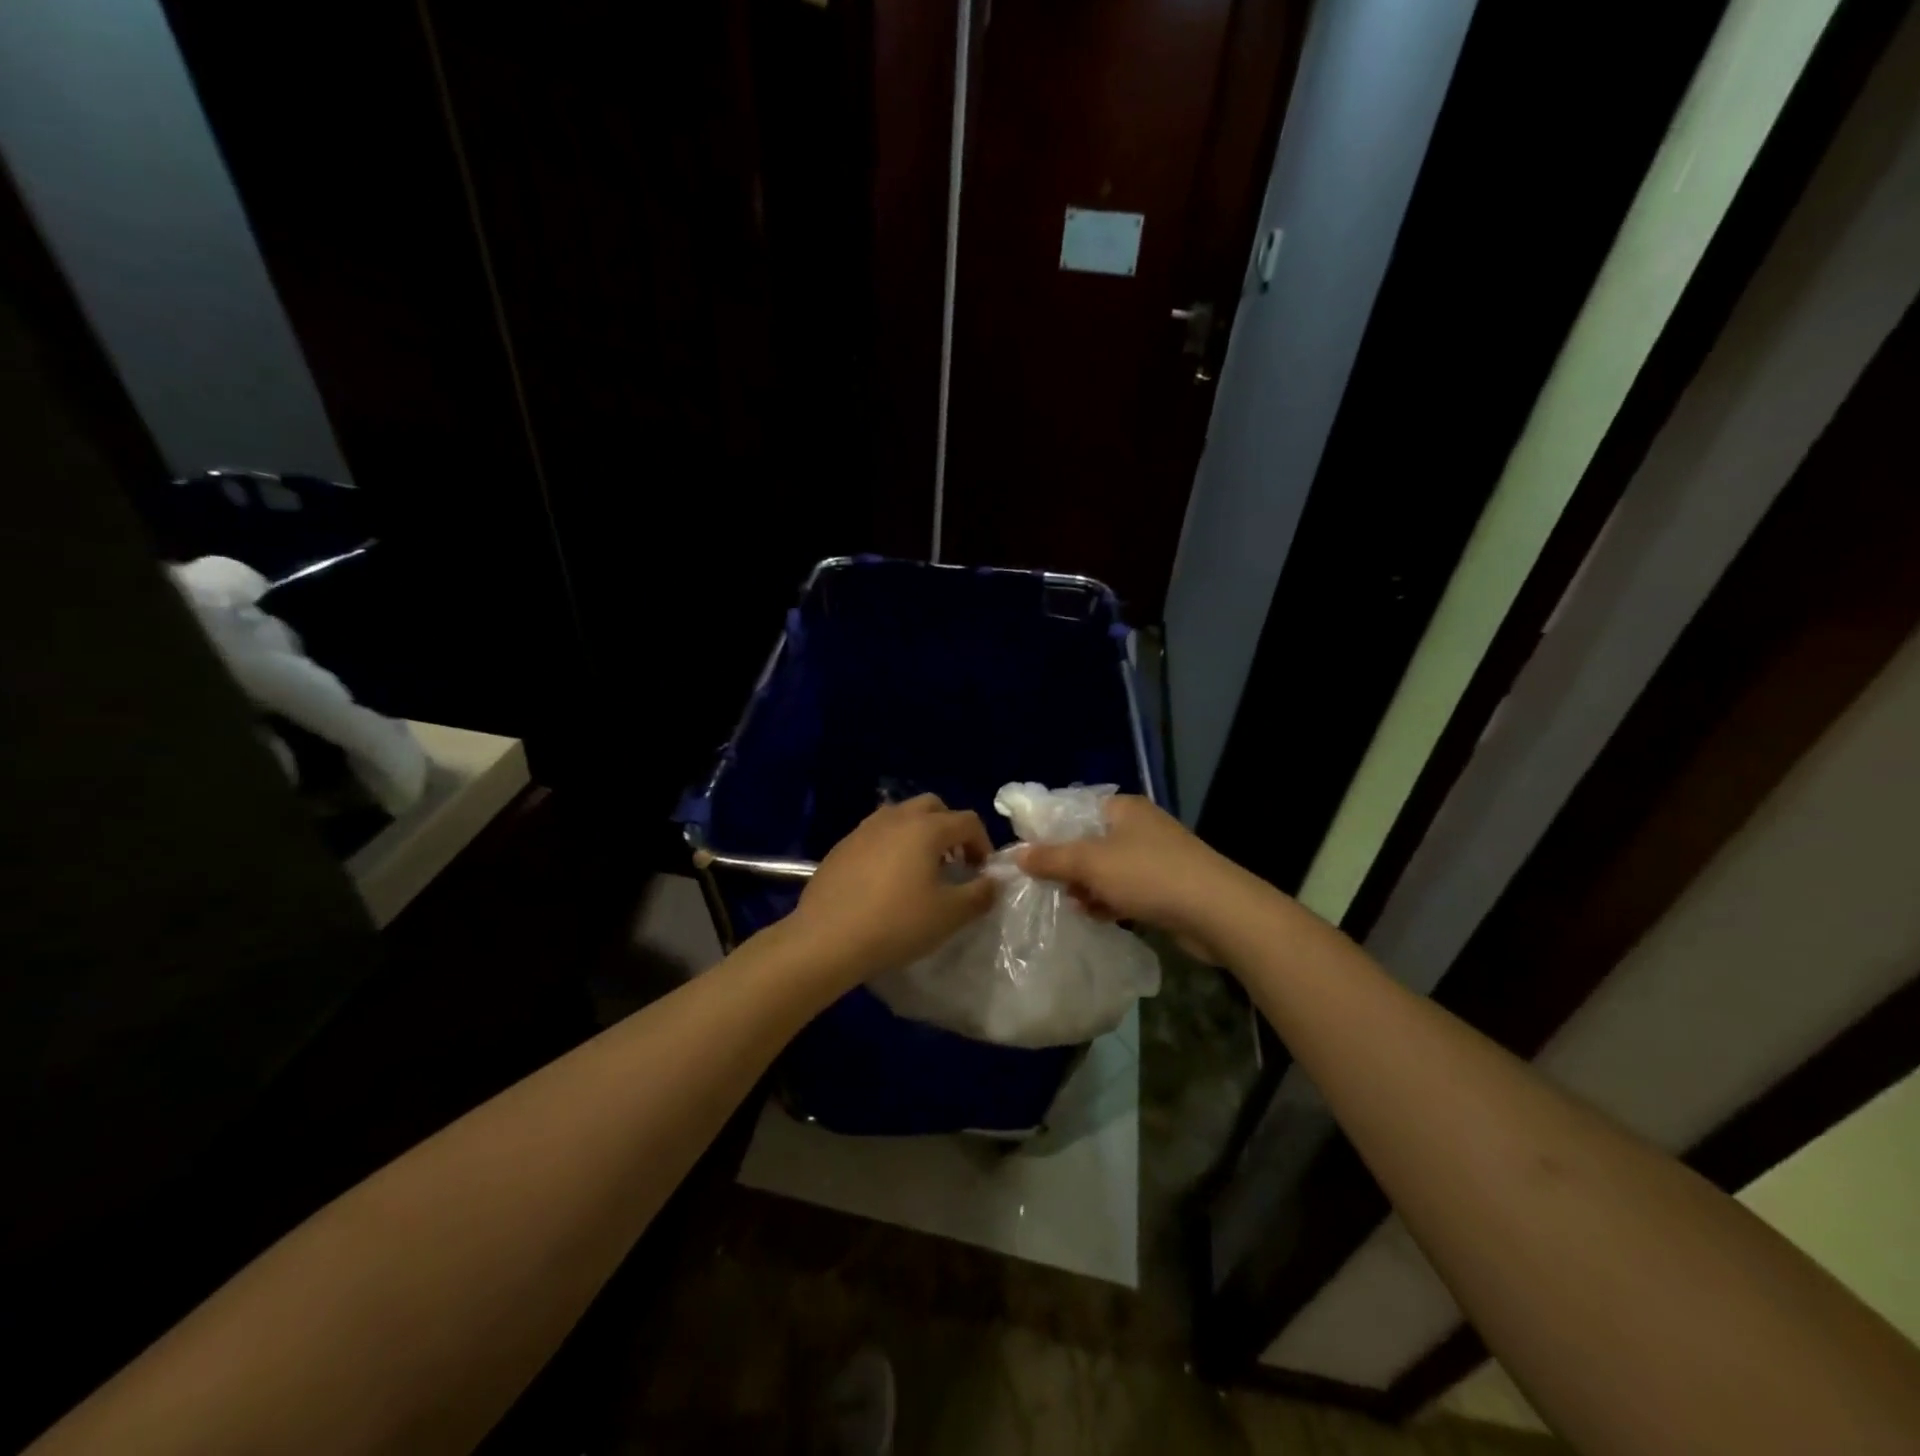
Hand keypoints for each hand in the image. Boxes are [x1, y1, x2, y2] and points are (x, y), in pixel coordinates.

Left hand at [789, 794, 996, 985]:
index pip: (967, 821)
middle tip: (953, 862)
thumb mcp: (950, 915)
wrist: (827, 938)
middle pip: (933, 807)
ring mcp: (864, 829)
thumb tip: (992, 881)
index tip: (981, 872)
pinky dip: (891, 846)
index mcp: (926, 828)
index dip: (982, 843)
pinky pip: (876, 834)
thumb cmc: (896, 923)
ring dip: (919, 834)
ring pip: (901, 816)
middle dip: (950, 829)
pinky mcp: (842, 846)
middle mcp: (896, 818)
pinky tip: (886, 881)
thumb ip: (980, 894)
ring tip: (920, 870)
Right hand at [1017, 795, 1255, 960]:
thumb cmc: (1149, 875)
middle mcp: (1138, 826)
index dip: (1047, 831)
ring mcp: (1154, 857)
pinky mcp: (1166, 886)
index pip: (1073, 810)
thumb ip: (1051, 858)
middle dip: (1067, 865)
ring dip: (1087, 887)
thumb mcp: (1091, 863)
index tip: (1025, 855)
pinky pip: (1125, 889)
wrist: (1217, 912)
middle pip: (1088, 841)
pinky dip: (1109, 901)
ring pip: (1106, 869)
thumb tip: (1016, 854)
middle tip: (1044, 886)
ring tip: (1071, 905)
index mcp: (1122, 808)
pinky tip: (1097, 916)